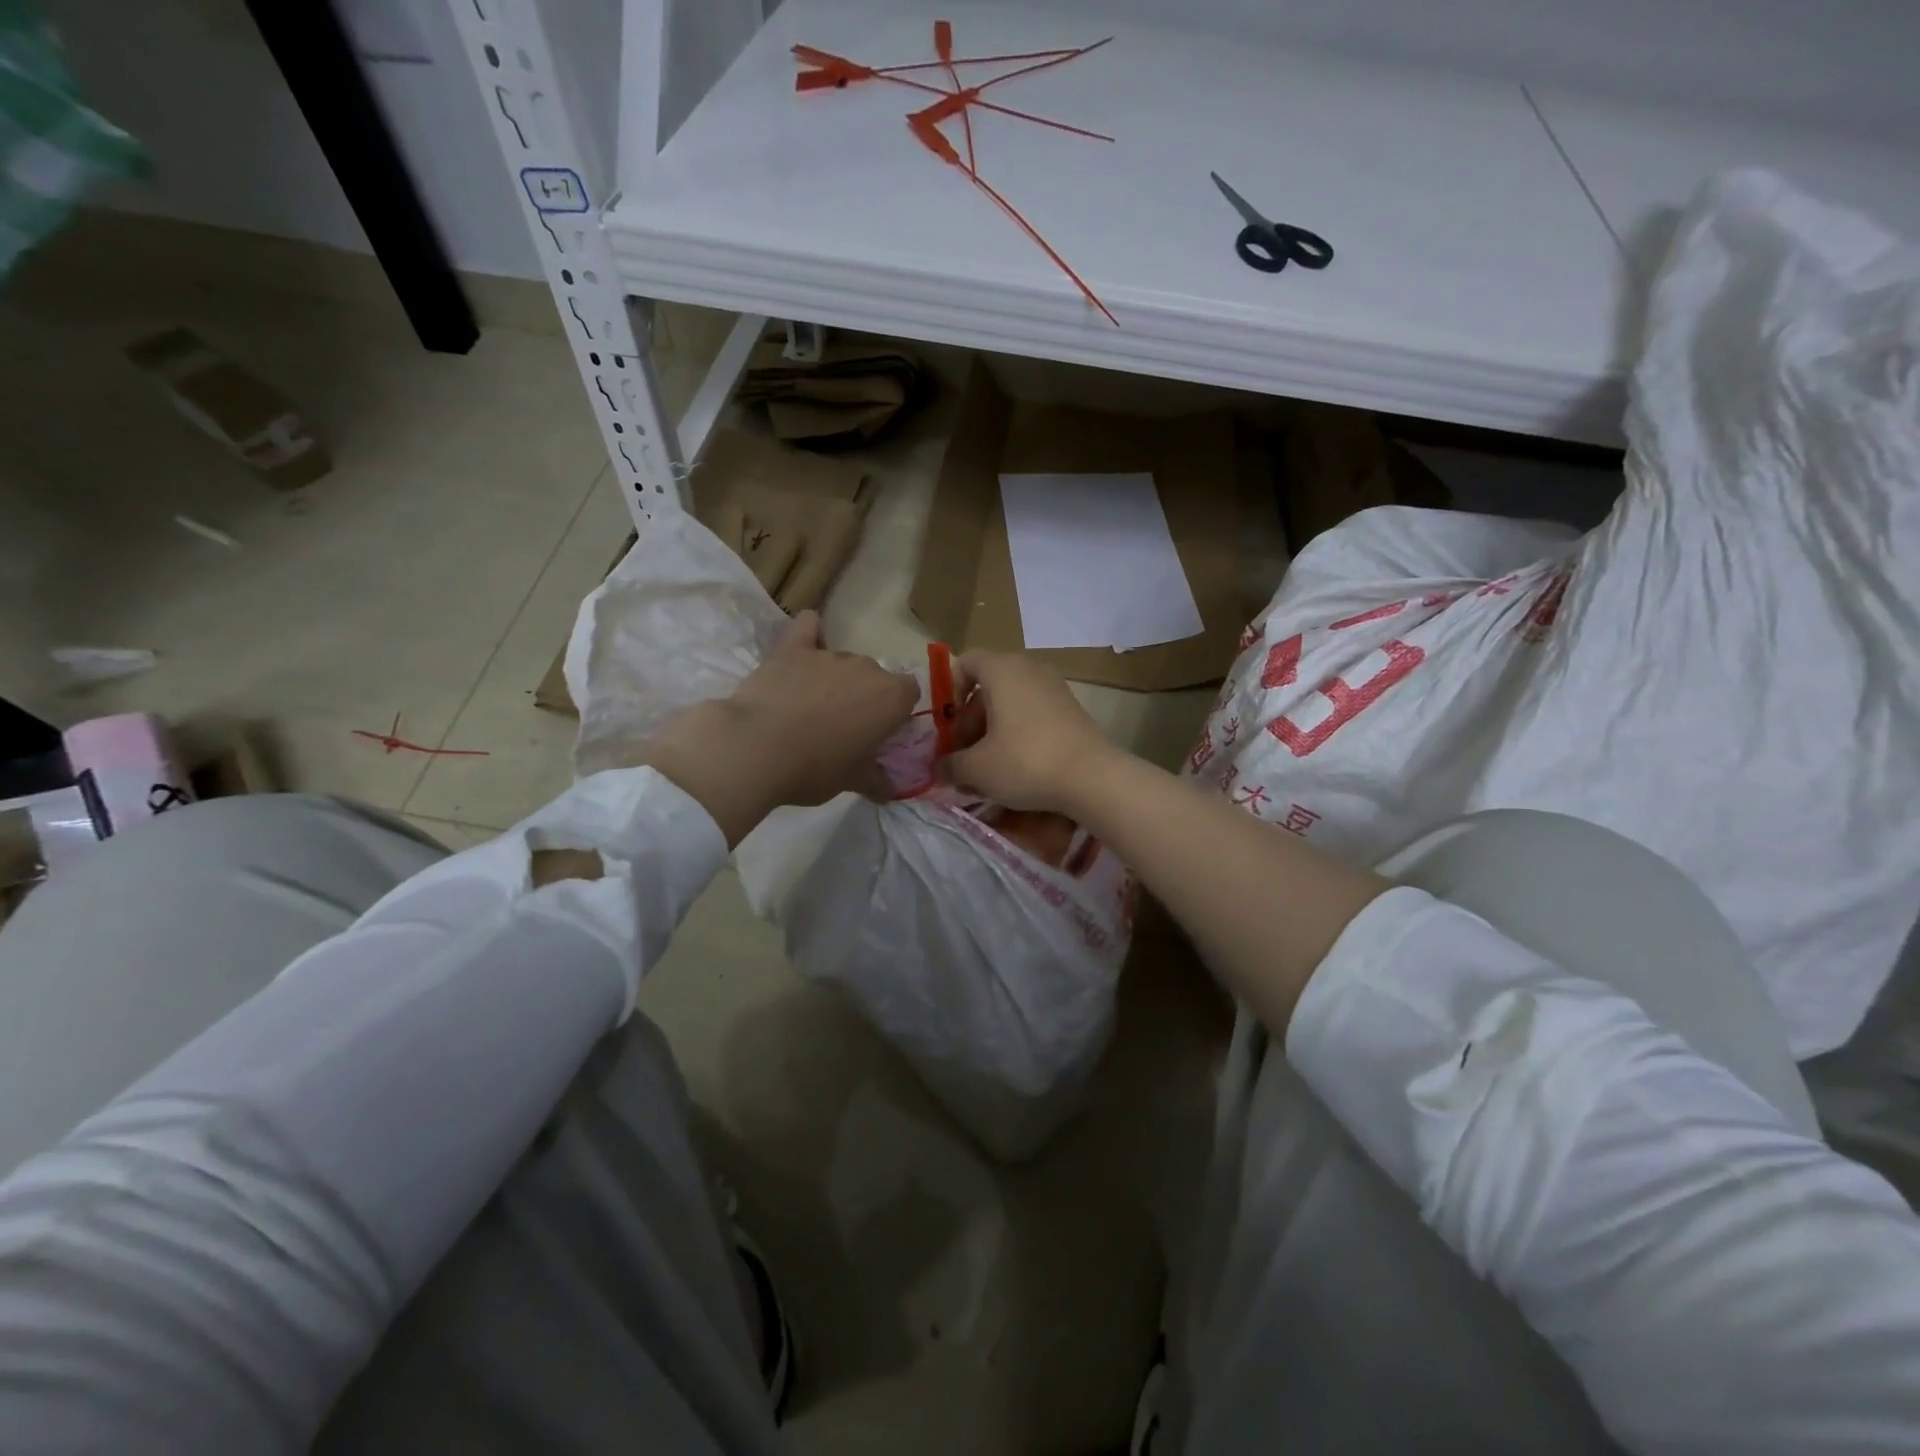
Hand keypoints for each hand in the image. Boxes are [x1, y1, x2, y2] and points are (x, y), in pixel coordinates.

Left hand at [727, 610, 920, 804]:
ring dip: (834, 680)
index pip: (910, 692)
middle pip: (874, 676)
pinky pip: (807, 627)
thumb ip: (876, 780)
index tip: (879, 732)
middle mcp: (865, 667)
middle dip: (863, 697)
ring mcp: (827, 654)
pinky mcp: (791, 648)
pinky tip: (803, 645)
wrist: (755, 749)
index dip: (896, 711)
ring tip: (809, 709)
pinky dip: (809, 633)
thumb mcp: (852, 782)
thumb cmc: (814, 769)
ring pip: (841, 661)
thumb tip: (890, 789)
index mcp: (891, 697)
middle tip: (842, 728)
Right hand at [944, 651, 1116, 814]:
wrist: (1093, 777)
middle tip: (963, 756)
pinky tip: (1016, 769)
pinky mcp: (1071, 710)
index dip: (950, 690)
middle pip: (988, 687)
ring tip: (987, 769)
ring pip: (1011, 703)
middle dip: (970, 721)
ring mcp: (1055, 688)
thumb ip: (950, 765)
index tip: (949, 725)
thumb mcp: (977, 768)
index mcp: (1002, 670)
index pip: (966, 662)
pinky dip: (1018, 734)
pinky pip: (1033, 714)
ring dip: (992, 731)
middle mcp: (1029, 669)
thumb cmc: (1025, 761)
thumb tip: (938, 768)